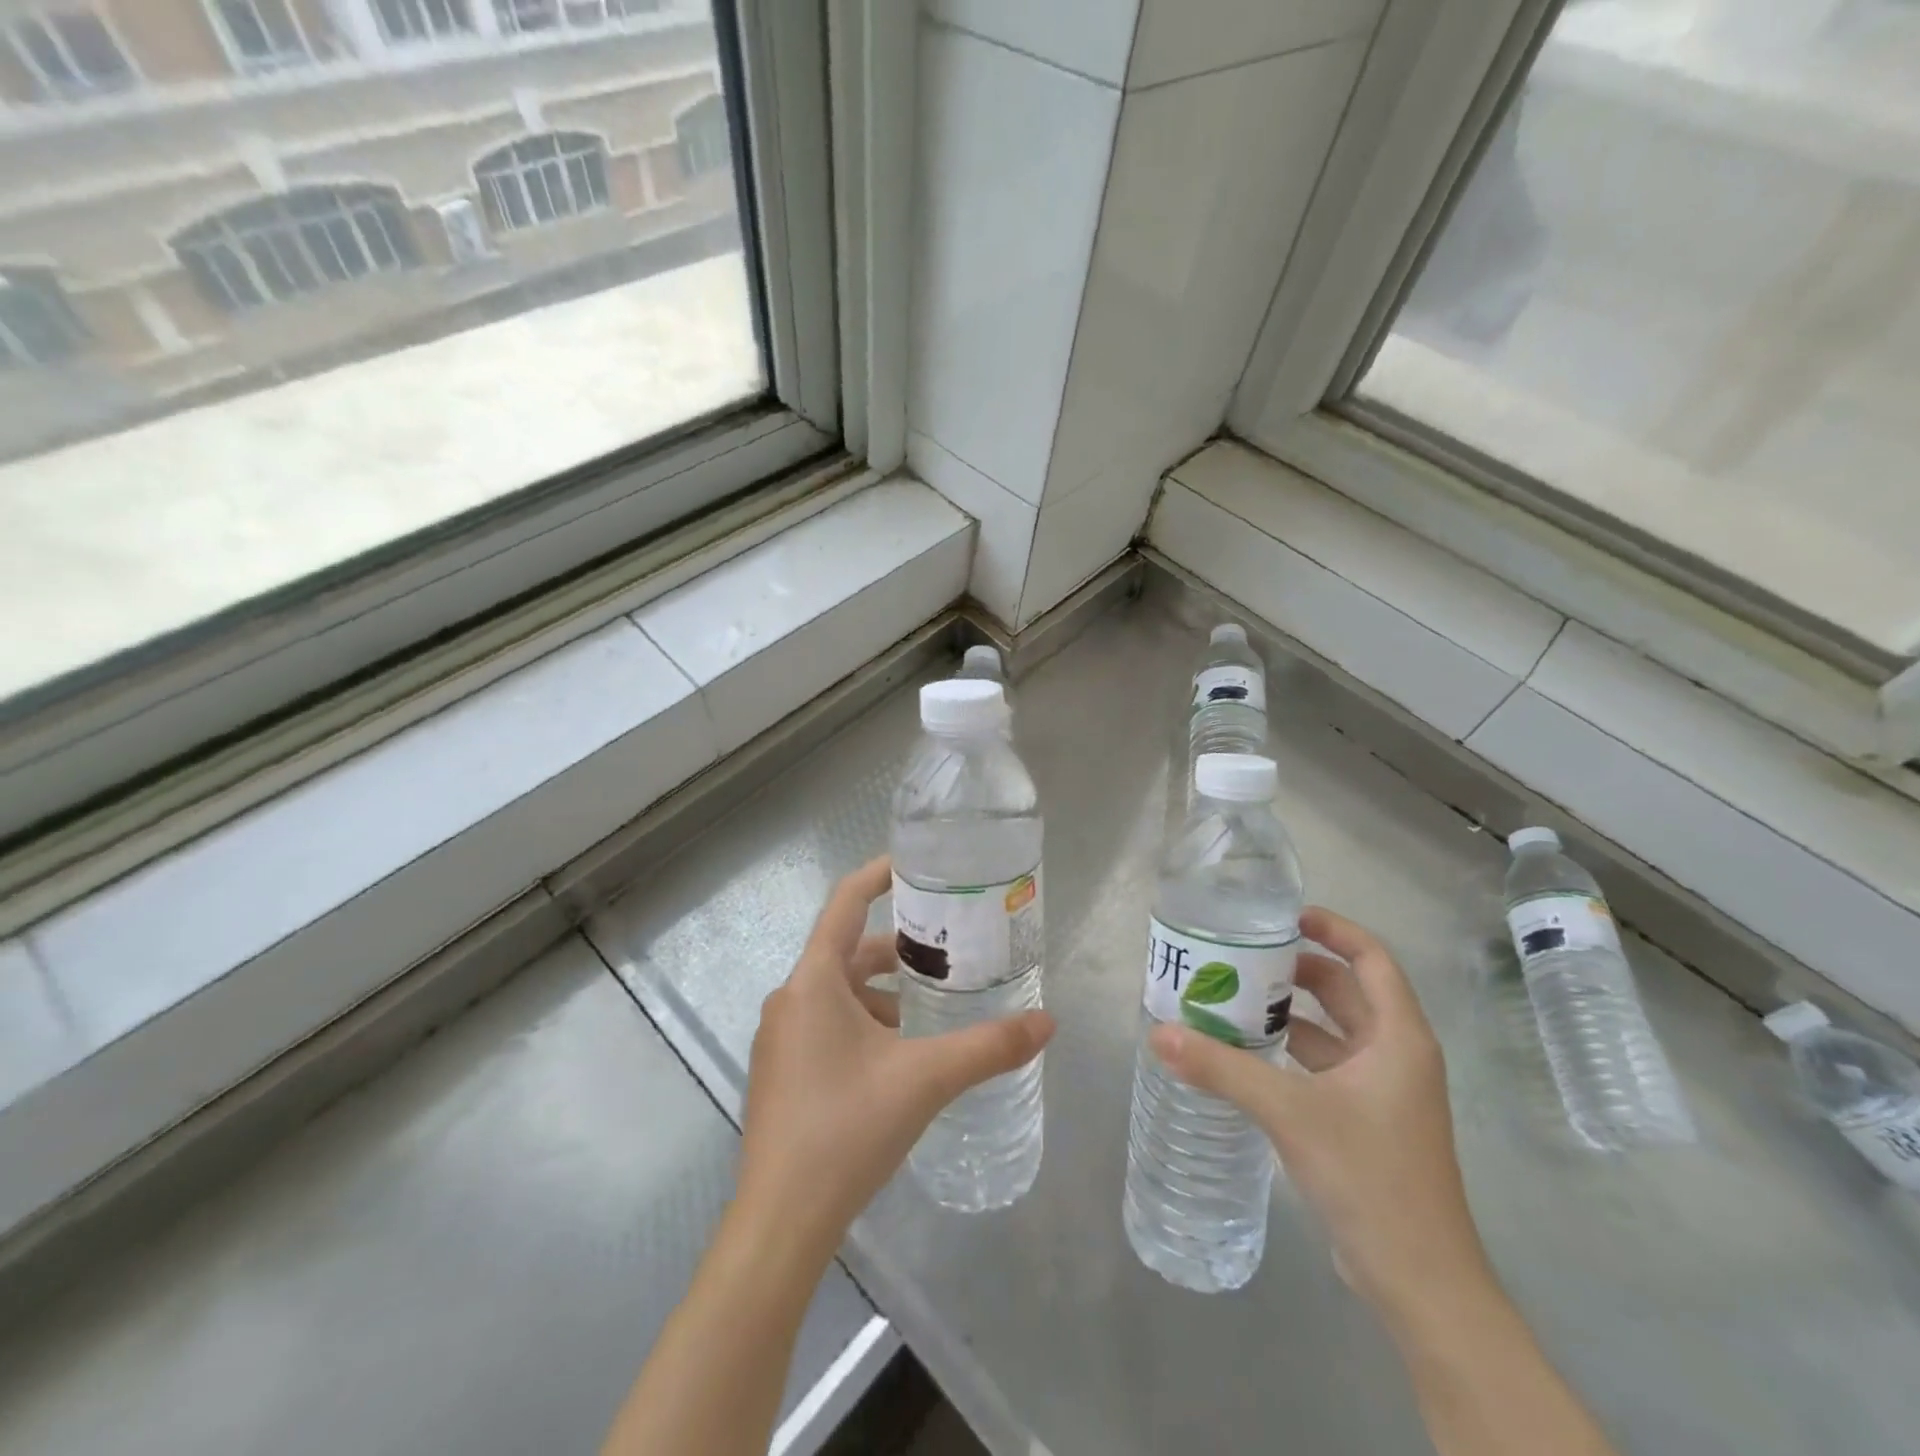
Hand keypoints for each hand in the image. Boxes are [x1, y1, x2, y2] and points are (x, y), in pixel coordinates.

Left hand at [734, 856, 1054, 1262]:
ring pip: (840, 993)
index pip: (845, 903)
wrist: (780, 1223)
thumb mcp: (925, 1079)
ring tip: (934, 1007)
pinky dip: (865, 1023)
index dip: (878, 875)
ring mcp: (781, 1038)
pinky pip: (828, 1024)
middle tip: (949, 950)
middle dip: (898, 949)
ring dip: (884, 992)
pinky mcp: (783, 1072)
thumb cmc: (847, 1129)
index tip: (916, 865)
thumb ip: (989, 1048)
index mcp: (813, 982)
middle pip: (848, 952)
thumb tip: (1048, 1022)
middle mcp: (790, 1000)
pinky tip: (900, 1055)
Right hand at [1147, 907, 1489, 1323]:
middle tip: (1241, 956)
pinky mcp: (1365, 1122)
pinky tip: (1246, 1054)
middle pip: (1346, 991)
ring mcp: (1383, 1092)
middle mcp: (1396, 1056)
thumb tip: (1159, 1033)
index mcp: (1399, 1038)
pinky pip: (1324, 1066)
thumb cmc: (1369, 1177)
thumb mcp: (1289, 1112)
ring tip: (1232, 997)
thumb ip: (1222, 1069)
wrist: (1420, 1282)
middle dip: (1296, 970)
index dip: (1332, 929)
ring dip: (1289, 1012)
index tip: (1283, 917)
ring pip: (1333, 1031)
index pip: (1371, 958)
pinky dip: (1290, 1052)